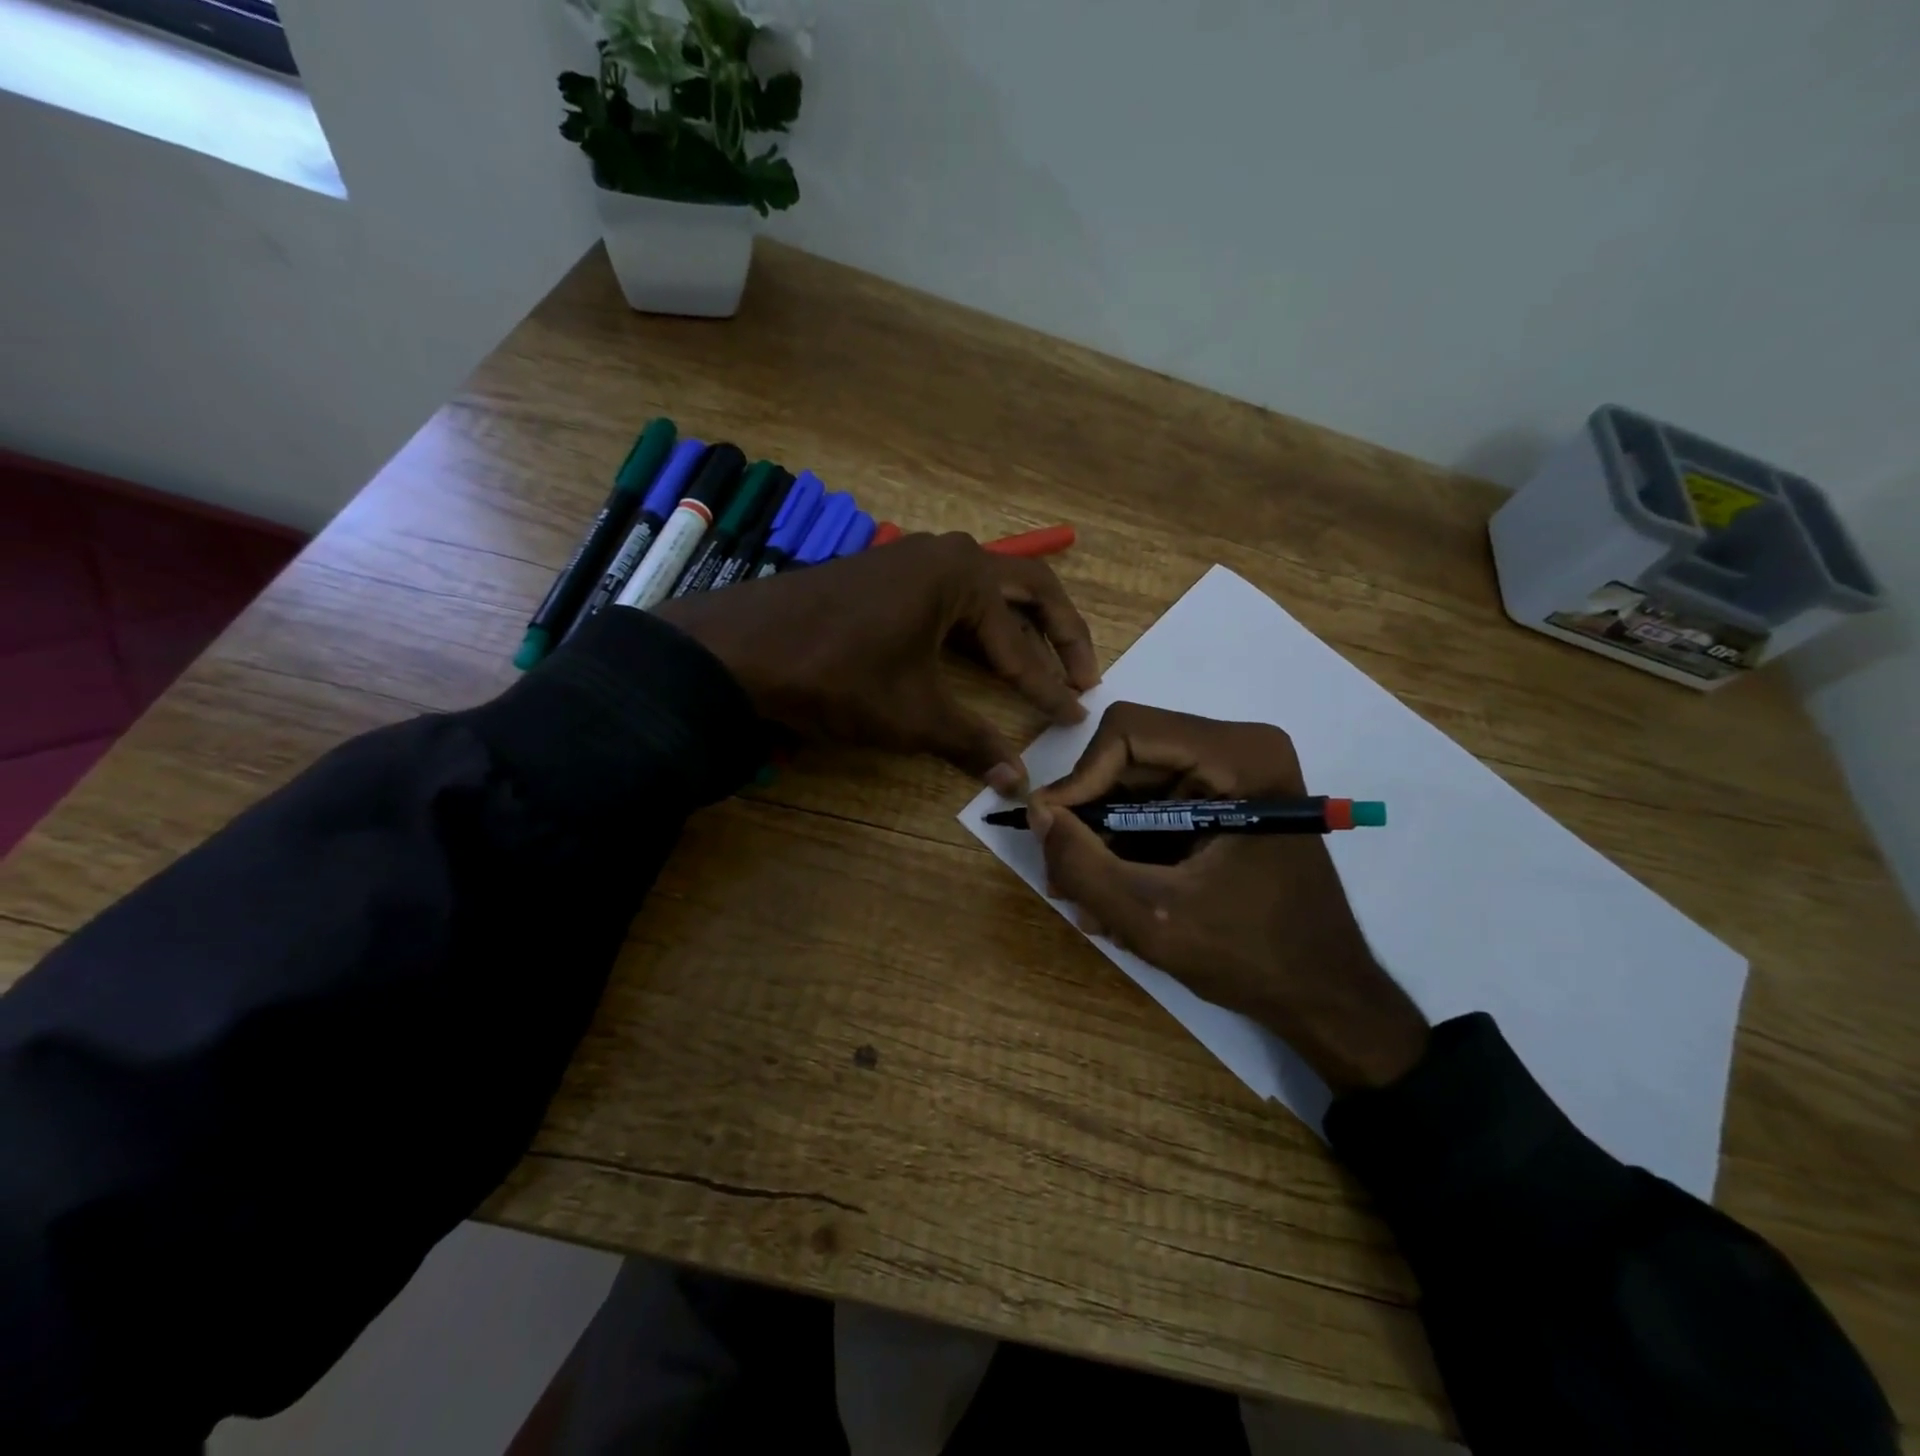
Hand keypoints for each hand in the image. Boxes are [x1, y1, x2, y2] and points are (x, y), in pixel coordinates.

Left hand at [655, 532, 1099, 791]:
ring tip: (1041, 665)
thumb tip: (1017, 784)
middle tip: (1085, 673)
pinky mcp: (886, 576)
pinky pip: (950, 598)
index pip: (1021, 642)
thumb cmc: (837, 676)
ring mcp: (912, 560)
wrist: (740, 651)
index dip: (1050, 685)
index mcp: (963, 577)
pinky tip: (981, 652)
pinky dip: (977, 626)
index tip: (1075, 715)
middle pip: (1026, 590)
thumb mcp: (911, 715)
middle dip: (1059, 633)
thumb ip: (971, 743)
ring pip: (987, 592)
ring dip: (1018, 627)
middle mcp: (946, 555)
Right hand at [1029, 702, 1427, 1092]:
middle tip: (1064, 878)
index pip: (1128, 732)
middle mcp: (1239, 749)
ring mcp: (1234, 775)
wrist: (1326, 998)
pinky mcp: (1226, 802)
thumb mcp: (1154, 918)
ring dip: (1104, 842)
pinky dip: (1128, 849)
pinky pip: (1154, 808)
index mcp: (1240, 756)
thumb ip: (1083, 865)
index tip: (1053, 834)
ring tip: (1091, 903)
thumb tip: (1036, 812)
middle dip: (1089, 819)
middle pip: (1128, 759)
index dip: (1080, 778)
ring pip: (1134, 786)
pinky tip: (1119, 900)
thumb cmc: (1253, 957)